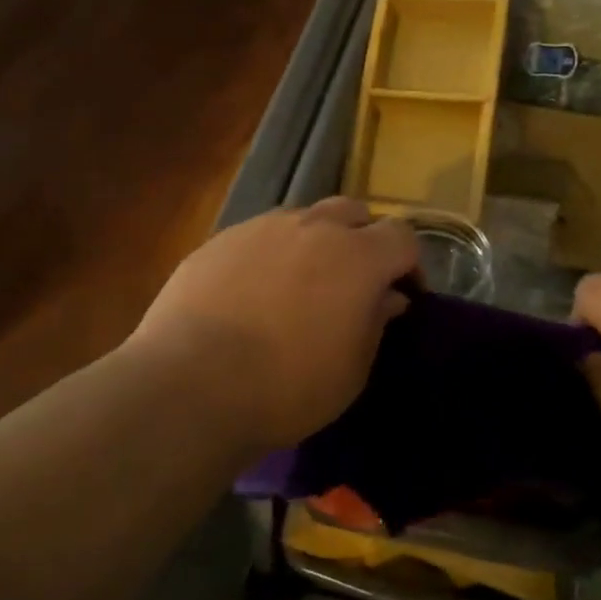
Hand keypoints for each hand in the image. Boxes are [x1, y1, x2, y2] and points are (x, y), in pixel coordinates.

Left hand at [130, 199, 418, 452]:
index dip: (409, 263)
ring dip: (315, 243)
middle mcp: (313, 227)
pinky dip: (271, 255)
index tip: (403, 293)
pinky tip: (253, 292)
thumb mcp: (351, 369)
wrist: (191, 385)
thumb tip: (388, 297)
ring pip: (304, 219)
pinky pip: (261, 235)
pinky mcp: (221, 239)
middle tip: (354, 282)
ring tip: (300, 285)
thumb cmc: (287, 387)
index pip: (402, 236)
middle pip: (354, 212)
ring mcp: (263, 228)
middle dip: (363, 239)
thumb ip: (376, 323)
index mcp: (357, 256)